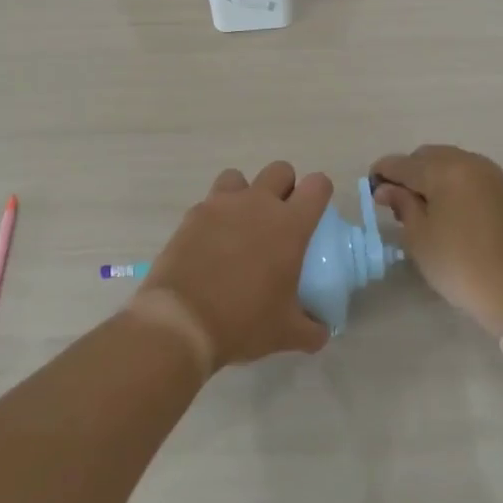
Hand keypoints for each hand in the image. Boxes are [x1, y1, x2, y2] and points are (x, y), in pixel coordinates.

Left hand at [130, 162, 332, 372]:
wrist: (182, 320)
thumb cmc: (243, 321)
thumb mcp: (287, 332)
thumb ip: (312, 329)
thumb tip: (321, 330)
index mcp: (289, 225)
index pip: (317, 185)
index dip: (320, 193)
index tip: (315, 214)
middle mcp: (257, 204)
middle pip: (280, 170)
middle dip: (284, 187)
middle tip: (279, 220)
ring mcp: (221, 205)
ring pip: (239, 178)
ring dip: (245, 193)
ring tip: (241, 225)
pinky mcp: (192, 215)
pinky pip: (209, 202)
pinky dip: (215, 215)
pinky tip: (212, 243)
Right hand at [370, 145, 502, 337]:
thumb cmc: (460, 264)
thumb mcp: (420, 237)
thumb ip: (402, 205)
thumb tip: (387, 188)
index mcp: (444, 169)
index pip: (402, 163)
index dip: (382, 174)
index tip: (371, 192)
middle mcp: (468, 162)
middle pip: (426, 156)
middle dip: (407, 172)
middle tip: (396, 203)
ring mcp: (489, 175)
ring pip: (448, 162)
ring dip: (429, 176)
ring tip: (420, 208)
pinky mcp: (502, 190)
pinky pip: (466, 174)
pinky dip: (449, 183)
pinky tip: (444, 209)